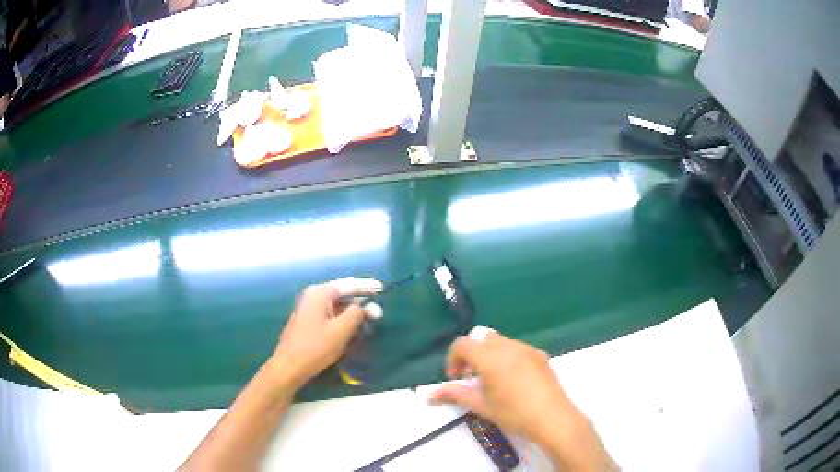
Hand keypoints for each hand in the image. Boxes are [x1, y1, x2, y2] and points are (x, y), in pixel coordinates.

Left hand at [272, 278, 382, 388]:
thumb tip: (368, 306)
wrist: (289, 367)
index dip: (366, 287)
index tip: (383, 288)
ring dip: (352, 313)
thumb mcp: (341, 330)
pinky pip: (330, 315)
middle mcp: (312, 296)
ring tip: (368, 319)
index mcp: (319, 293)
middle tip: (377, 310)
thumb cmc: (315, 347)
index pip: (348, 285)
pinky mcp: (308, 322)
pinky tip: (352, 328)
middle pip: (342, 295)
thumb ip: (357, 314)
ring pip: (336, 307)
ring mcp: (308, 309)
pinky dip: (342, 319)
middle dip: (360, 302)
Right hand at [429, 330, 615, 470]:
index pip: (462, 344)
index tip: (456, 378)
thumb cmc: (514, 413)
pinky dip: (509, 357)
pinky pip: (519, 349)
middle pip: (482, 339)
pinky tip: (515, 381)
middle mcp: (508, 346)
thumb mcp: (481, 405)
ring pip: (501, 342)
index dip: (453, 359)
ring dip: (491, 355)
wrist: (552, 417)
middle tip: (473, 378)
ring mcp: (527, 349)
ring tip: (494, 380)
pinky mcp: (541, 355)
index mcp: (490, 357)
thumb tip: (429, 394)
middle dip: (473, 355)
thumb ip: (454, 395)